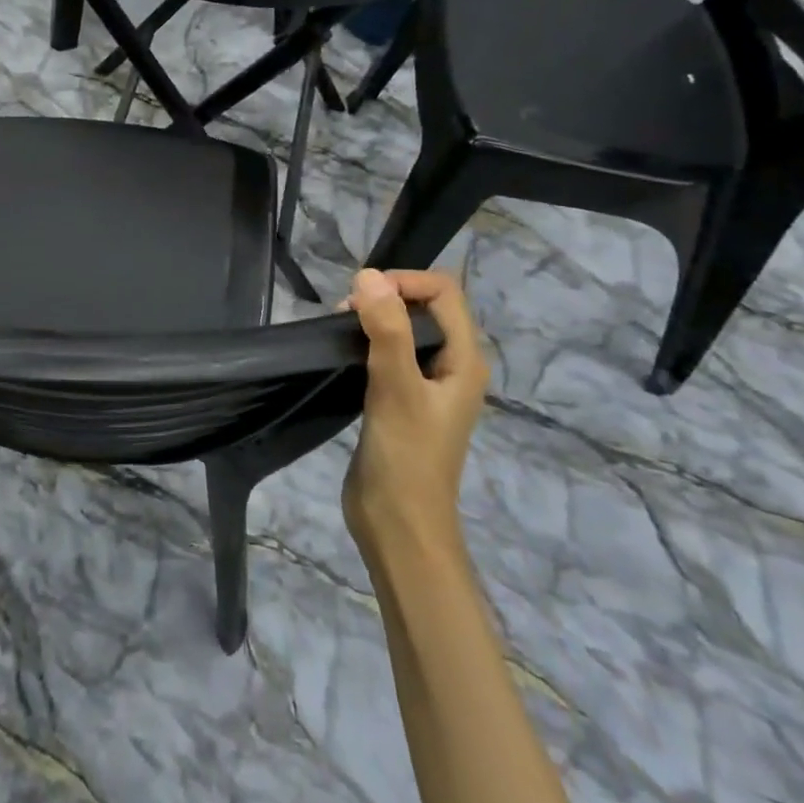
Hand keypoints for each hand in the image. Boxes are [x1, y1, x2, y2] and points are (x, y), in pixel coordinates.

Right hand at [341, 268, 489, 564]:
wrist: (399, 526)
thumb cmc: (406, 457)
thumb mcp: (397, 389)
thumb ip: (387, 331)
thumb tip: (369, 276)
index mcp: (464, 359)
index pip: (444, 292)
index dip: (404, 282)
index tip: (362, 296)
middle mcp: (451, 366)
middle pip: (424, 307)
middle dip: (386, 297)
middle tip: (345, 315)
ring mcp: (426, 385)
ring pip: (403, 330)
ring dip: (373, 320)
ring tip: (339, 331)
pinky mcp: (401, 401)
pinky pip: (388, 354)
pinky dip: (367, 343)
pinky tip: (342, 353)